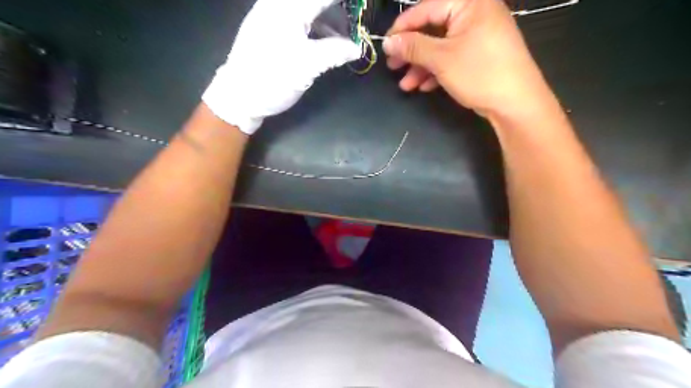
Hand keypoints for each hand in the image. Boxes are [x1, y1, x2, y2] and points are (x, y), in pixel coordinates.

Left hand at [203, 0, 361, 134]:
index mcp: (288, 8)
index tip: (360, 7)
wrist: (238, 97)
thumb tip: (357, 48)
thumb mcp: (308, 66)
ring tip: (345, 39)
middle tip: (354, 26)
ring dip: (329, 20)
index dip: (345, 2)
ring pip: (307, 10)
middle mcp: (278, 5)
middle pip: (315, 2)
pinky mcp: (269, 29)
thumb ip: (335, 52)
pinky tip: (326, 43)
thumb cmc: (273, 78)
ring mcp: (271, 16)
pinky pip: (299, 20)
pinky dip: (316, 28)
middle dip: (338, 11)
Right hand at [384, 0, 554, 118]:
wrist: (515, 104)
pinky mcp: (480, 55)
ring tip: (406, 85)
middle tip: (393, 66)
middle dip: (411, 52)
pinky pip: (452, 58)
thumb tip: (388, 42)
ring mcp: (478, 36)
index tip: (385, 45)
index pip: (426, 8)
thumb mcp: (441, 59)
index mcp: (469, 3)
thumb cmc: (479, 73)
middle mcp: (475, 14)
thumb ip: (413, 47)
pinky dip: (436, 71)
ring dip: (421, 66)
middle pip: (433, 29)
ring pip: (441, 47)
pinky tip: (424, 87)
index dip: (402, 28)